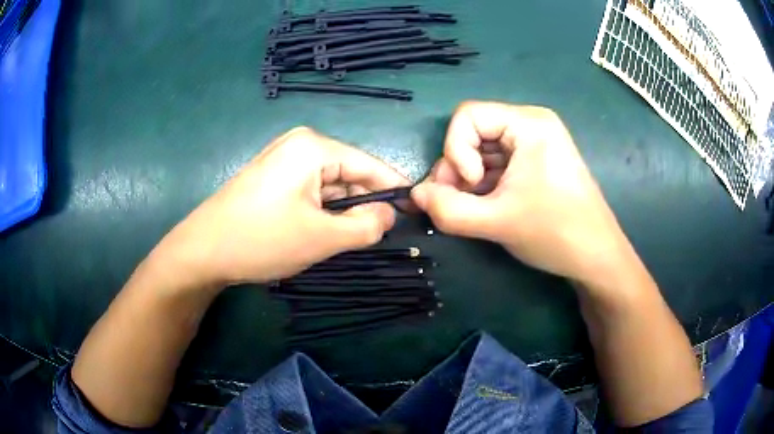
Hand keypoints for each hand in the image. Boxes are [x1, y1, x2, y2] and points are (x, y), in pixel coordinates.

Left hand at [151, 127, 409, 287]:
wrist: (202, 251)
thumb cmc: (262, 239)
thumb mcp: (322, 237)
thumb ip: (366, 225)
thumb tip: (389, 215)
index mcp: (314, 147)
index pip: (369, 165)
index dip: (395, 188)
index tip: (416, 210)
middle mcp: (300, 145)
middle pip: (349, 174)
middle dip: (364, 204)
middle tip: (378, 236)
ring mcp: (283, 160)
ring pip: (330, 185)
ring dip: (341, 211)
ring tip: (346, 239)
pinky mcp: (273, 177)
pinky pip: (311, 190)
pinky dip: (322, 211)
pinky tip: (320, 232)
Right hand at [412, 101, 628, 283]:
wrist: (596, 257)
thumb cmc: (555, 233)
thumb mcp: (496, 222)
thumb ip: (448, 209)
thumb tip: (414, 195)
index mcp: (529, 123)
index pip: (467, 116)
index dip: (456, 150)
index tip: (472, 186)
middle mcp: (532, 124)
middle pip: (473, 132)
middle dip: (458, 168)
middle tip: (457, 204)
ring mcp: (535, 143)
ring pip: (482, 150)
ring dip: (468, 180)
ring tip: (472, 210)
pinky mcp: (536, 162)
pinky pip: (498, 163)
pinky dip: (484, 184)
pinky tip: (486, 207)